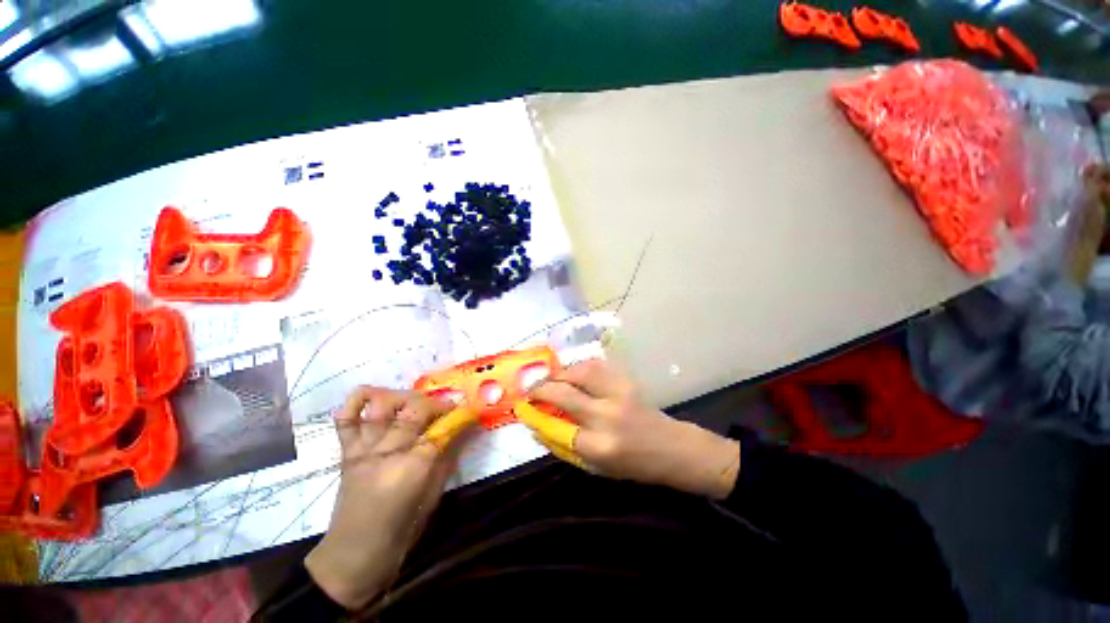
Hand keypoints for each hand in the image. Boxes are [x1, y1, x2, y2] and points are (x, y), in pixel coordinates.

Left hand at [305, 387, 469, 609]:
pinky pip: (345, 418)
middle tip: (447, 408)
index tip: (471, 411)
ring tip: (415, 402)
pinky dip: (358, 400)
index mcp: (412, 470)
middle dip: (436, 402)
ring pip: (380, 406)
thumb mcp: (433, 497)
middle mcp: (387, 453)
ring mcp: (363, 450)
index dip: (460, 416)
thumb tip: (464, 431)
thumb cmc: (401, 532)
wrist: (352, 557)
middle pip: (413, 410)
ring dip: (403, 396)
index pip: (442, 430)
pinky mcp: (346, 453)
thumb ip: (448, 459)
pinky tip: (375, 398)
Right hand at [523, 359, 740, 498]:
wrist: (673, 448)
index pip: (557, 428)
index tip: (525, 410)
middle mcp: (607, 416)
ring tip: (551, 378)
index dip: (537, 417)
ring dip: (559, 373)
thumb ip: (566, 447)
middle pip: (564, 394)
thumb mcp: (598, 468)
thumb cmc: (635, 465)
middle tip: (530, 389)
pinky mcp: (626, 381)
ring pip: (579, 372)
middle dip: (541, 389)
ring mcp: (618, 394)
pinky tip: (572, 373)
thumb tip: (537, 428)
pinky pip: (595, 366)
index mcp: (600, 447)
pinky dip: (578, 367)